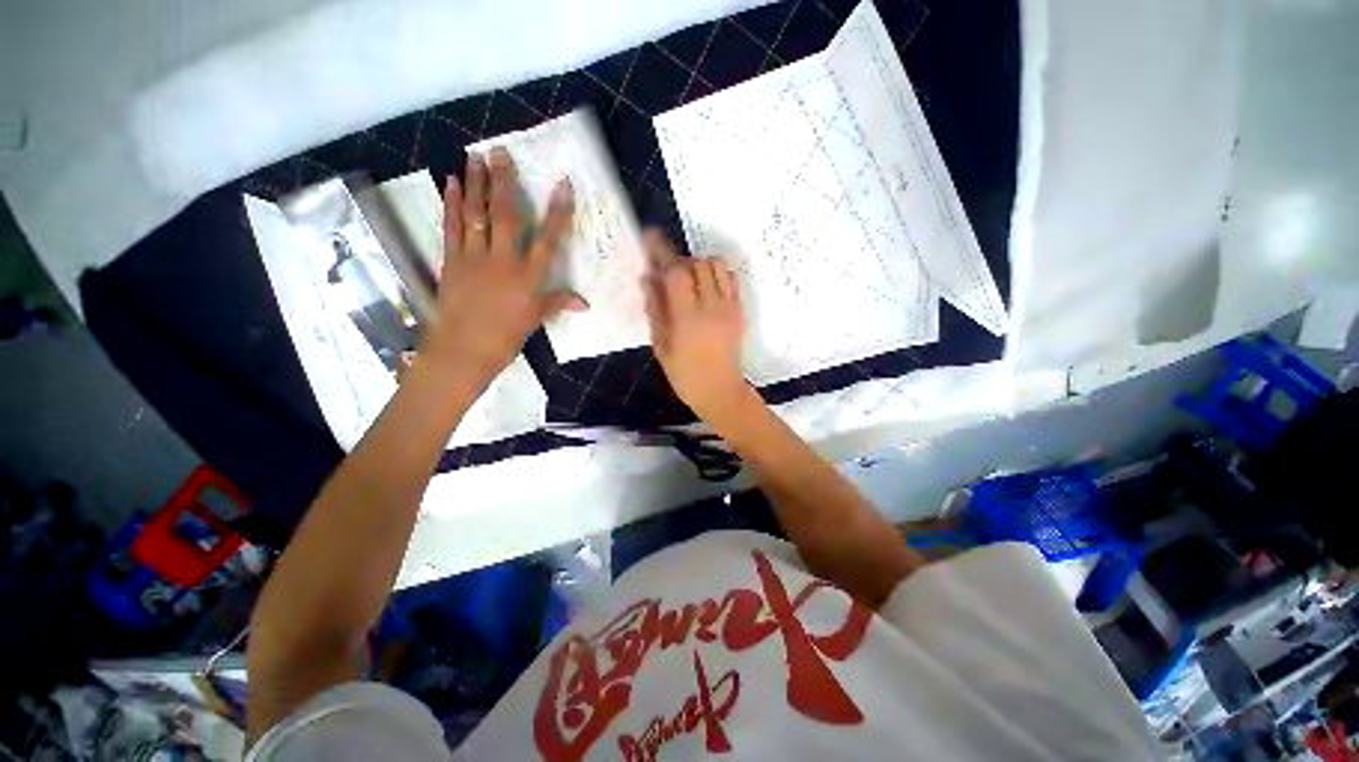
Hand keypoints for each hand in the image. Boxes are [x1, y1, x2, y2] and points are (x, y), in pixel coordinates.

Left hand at [420, 148, 585, 382]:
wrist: (462, 351)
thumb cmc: (504, 338)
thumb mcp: (534, 321)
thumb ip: (558, 303)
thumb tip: (585, 303)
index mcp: (528, 277)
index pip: (548, 239)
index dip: (558, 212)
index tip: (563, 185)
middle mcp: (503, 261)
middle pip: (506, 216)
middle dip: (505, 182)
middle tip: (500, 151)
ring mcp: (474, 258)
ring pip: (476, 215)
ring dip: (475, 184)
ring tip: (474, 157)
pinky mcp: (451, 260)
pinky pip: (451, 227)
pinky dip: (451, 204)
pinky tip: (450, 184)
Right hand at [643, 230, 751, 423]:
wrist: (721, 391)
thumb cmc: (685, 375)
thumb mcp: (661, 346)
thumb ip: (655, 309)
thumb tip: (647, 278)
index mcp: (687, 318)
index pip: (676, 273)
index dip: (662, 252)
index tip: (651, 237)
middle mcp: (712, 307)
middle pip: (698, 264)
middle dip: (680, 261)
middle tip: (668, 274)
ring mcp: (730, 307)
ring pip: (718, 266)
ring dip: (700, 265)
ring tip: (689, 281)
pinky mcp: (740, 311)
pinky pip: (731, 279)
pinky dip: (717, 274)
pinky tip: (706, 288)